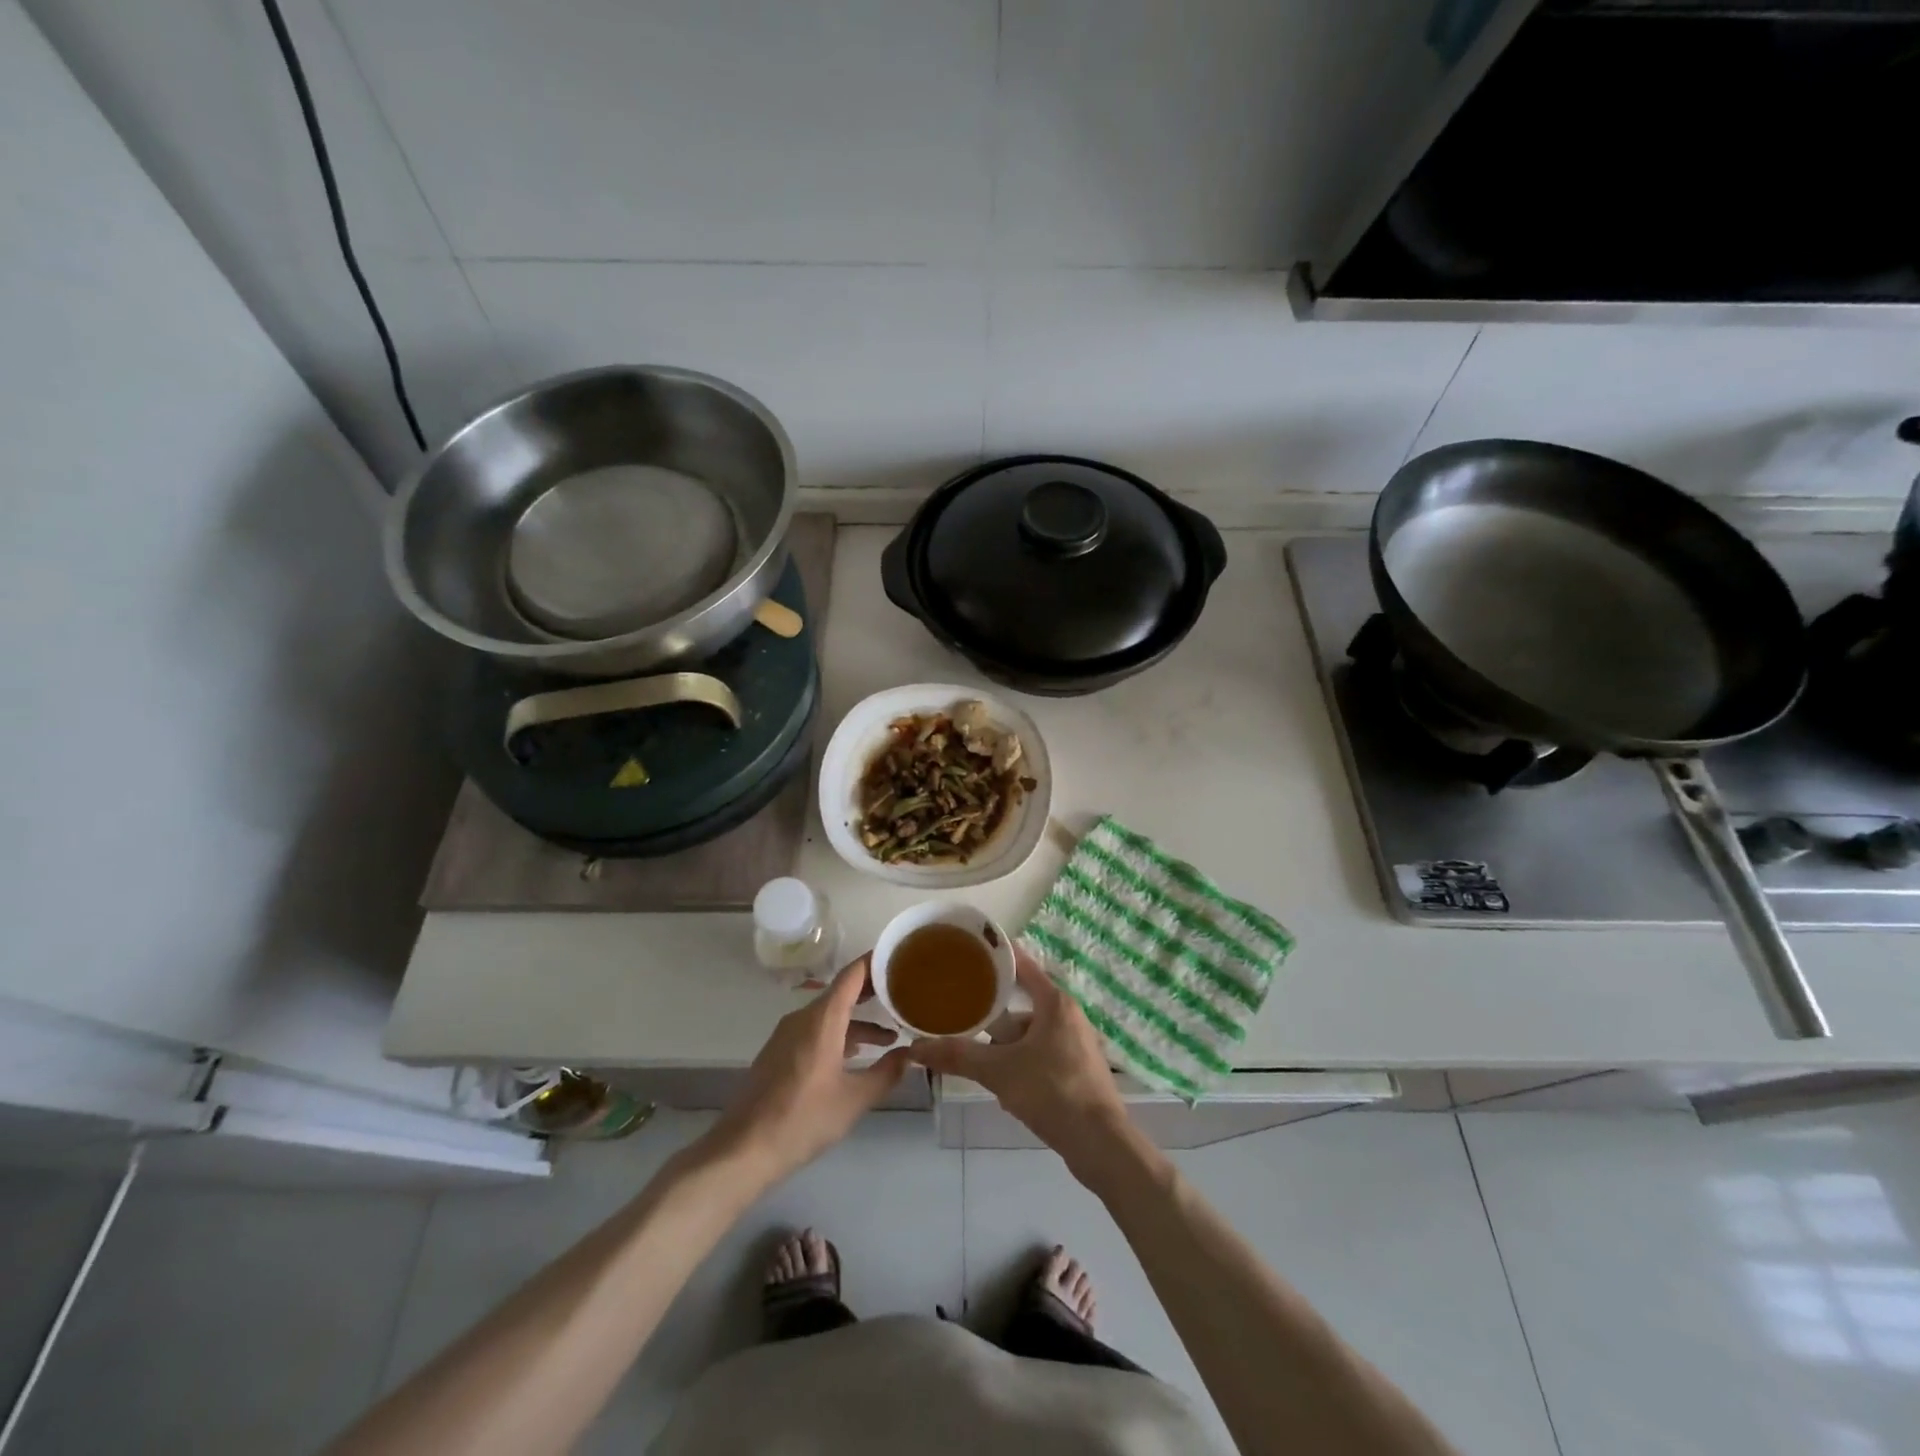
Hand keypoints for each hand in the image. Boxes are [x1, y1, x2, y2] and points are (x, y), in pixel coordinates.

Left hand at [708, 956, 906, 1183]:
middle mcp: (803, 1018)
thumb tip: (911, 1054)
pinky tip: (854, 1057)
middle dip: (872, 992)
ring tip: (888, 1038)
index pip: (852, 975)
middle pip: (841, 992)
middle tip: (904, 994)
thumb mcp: (854, 1099)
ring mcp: (787, 1035)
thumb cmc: (803, 1119)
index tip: (900, 958)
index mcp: (822, 1019)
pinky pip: (815, 1030)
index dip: (876, 962)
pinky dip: (839, 1035)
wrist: (743, 1149)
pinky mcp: (779, 1053)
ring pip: (829, 1015)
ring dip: (857, 1022)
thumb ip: (887, 1073)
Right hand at [907, 949, 1135, 1182]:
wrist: (1099, 1144)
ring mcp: (1077, 1043)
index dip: (996, 956)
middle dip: (994, 1010)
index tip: (969, 950)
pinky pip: (1042, 1054)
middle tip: (961, 1009)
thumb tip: (916, 1047)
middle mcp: (1069, 1015)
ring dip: (1006, 1043)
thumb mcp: (998, 1071)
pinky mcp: (1079, 1070)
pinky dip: (1022, 1061)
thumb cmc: (1052, 1092)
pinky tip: (1004, 1084)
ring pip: (1031, 1032)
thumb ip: (958, 1056)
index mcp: (1054, 1002)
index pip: (1022, 965)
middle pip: (1023, 1002)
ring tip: (977, 1054)